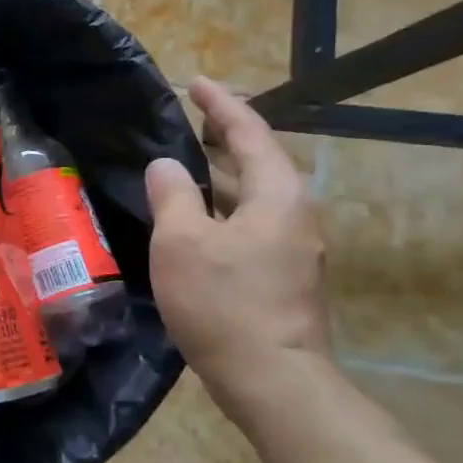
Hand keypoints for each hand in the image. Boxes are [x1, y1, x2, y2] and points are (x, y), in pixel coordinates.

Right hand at [145, 77, 329, 426]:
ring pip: (255, 197)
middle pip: (259, 162)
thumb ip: (172, 195)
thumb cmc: (224, 302)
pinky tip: (196, 222)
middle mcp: (296, 215)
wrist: (273, 380)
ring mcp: (295, 249)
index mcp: (278, 195)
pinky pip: (251, 224)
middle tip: (190, 119)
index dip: (221, 105)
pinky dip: (224, 209)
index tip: (195, 82)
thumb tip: (167, 166)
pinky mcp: (285, 277)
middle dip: (225, 137)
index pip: (249, 133)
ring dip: (223, 176)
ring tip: (186, 166)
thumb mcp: (182, 242)